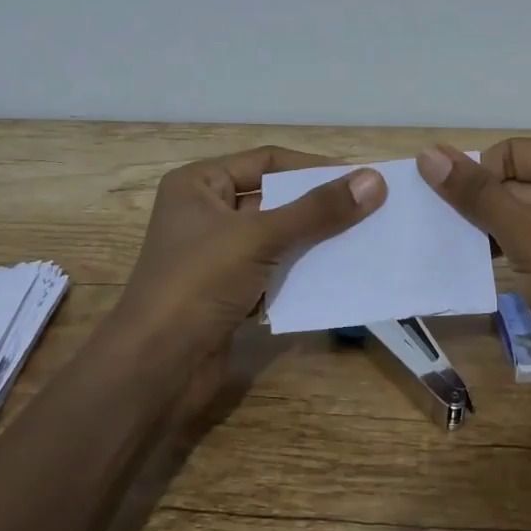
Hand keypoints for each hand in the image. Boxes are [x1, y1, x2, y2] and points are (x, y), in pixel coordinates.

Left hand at [109, 146, 385, 371]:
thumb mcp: (260, 237)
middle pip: (274, 199)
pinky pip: (274, 270)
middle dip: (319, 205)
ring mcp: (215, 256)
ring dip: (315, 240)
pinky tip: (339, 275)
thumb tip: (375, 180)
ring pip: (277, 237)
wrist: (155, 369)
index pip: (268, 161)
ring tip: (365, 239)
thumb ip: (318, 210)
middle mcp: (205, 213)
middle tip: (371, 208)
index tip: (361, 177)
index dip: (314, 167)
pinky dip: (302, 272)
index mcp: (199, 185)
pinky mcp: (227, 292)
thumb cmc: (198, 283)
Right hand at [418, 140, 530, 408]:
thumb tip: (428, 153)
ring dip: (490, 231)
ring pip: (520, 214)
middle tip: (443, 233)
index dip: (480, 179)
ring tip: (458, 251)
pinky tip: (481, 267)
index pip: (513, 153)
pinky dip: (507, 250)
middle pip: (516, 182)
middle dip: (482, 207)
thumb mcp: (529, 239)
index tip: (452, 213)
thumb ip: (478, 196)